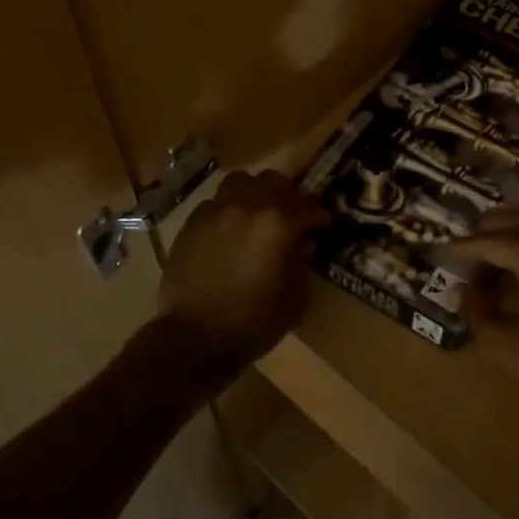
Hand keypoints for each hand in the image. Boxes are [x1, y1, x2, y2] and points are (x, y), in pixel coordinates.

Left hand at [157, 169, 329, 377]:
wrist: (195, 338)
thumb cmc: (253, 322)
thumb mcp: (295, 298)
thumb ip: (303, 263)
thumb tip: (302, 245)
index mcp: (277, 223)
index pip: (309, 207)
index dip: (321, 217)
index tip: (326, 226)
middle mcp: (247, 206)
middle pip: (274, 182)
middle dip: (289, 196)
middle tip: (294, 215)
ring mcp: (216, 210)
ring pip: (241, 181)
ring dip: (255, 192)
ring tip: (259, 212)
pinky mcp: (192, 222)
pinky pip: (216, 201)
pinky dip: (229, 208)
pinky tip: (230, 229)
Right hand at [443, 211, 518, 415]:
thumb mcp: (499, 340)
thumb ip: (474, 308)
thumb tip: (463, 289)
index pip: (489, 241)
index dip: (462, 249)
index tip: (440, 254)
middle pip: (511, 220)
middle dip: (483, 233)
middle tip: (460, 254)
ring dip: (505, 237)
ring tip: (482, 263)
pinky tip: (510, 272)